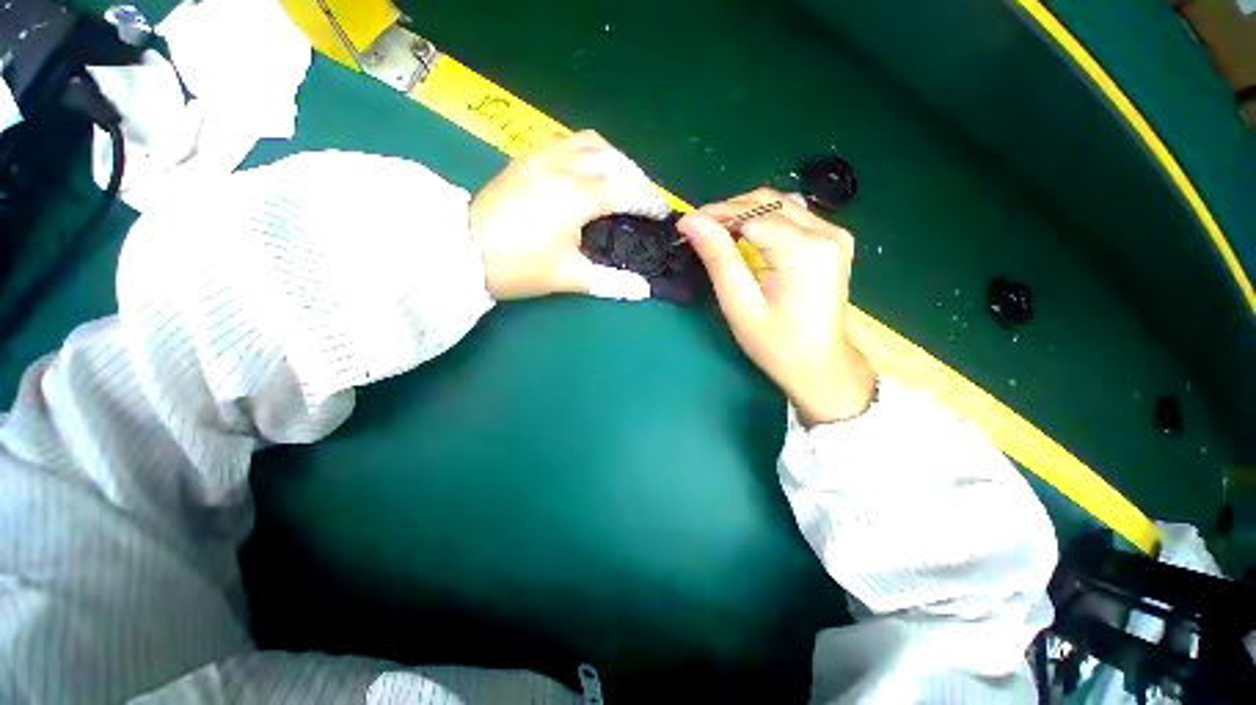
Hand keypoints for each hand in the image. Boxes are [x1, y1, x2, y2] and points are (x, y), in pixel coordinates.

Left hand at [469, 130, 668, 300]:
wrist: (462, 253)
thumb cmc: (518, 267)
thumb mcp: (568, 277)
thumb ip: (611, 282)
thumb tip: (644, 290)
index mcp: (575, 196)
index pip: (625, 190)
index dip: (648, 201)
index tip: (662, 212)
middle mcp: (561, 166)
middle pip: (612, 159)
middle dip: (635, 177)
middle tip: (643, 200)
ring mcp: (539, 157)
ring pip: (588, 142)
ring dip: (612, 158)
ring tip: (619, 181)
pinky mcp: (524, 159)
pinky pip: (565, 143)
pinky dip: (587, 153)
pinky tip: (587, 172)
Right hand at [677, 189, 875, 425]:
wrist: (821, 366)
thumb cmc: (776, 344)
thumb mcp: (740, 304)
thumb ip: (718, 258)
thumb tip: (691, 222)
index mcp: (804, 250)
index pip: (752, 214)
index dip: (715, 214)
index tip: (685, 223)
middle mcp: (826, 232)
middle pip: (768, 202)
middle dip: (729, 209)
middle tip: (698, 228)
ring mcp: (835, 234)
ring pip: (780, 204)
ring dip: (745, 212)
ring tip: (717, 231)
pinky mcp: (835, 241)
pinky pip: (793, 216)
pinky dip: (764, 220)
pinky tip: (746, 235)